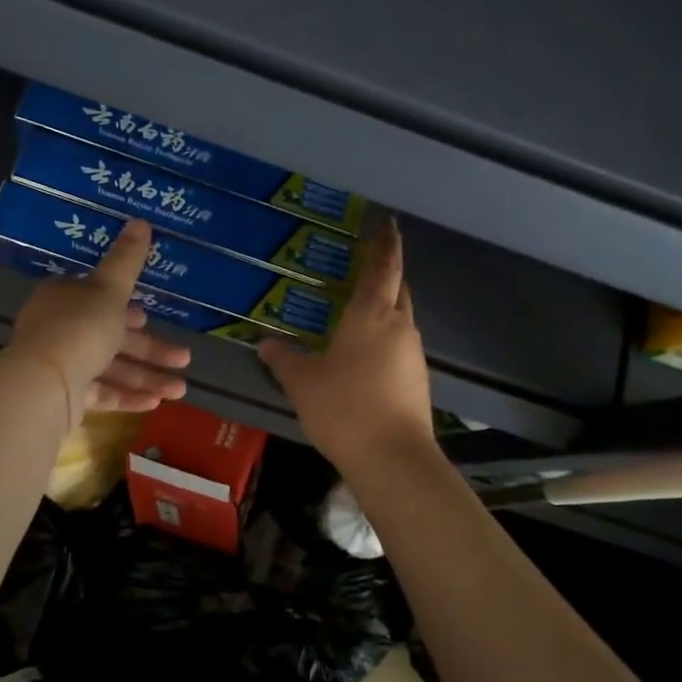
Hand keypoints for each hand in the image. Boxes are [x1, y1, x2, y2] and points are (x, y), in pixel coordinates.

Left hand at [6, 219, 190, 423]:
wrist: (42, 386)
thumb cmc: (78, 328)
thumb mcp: (109, 289)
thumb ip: (127, 259)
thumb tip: (141, 220)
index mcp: (65, 298)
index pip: (99, 299)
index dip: (128, 308)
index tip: (151, 317)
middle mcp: (60, 329)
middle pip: (112, 336)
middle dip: (151, 350)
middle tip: (184, 359)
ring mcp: (62, 365)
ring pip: (110, 368)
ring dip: (146, 378)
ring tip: (180, 390)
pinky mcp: (65, 396)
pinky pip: (101, 393)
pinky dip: (127, 396)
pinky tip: (155, 403)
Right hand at [258, 220, 434, 470]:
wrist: (392, 458)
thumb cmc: (343, 407)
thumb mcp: (302, 382)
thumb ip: (283, 359)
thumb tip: (264, 343)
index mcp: (371, 315)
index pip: (383, 267)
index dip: (385, 243)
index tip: (386, 223)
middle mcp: (399, 326)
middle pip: (399, 288)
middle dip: (387, 272)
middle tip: (367, 264)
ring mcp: (413, 354)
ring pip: (402, 317)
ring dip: (386, 307)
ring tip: (359, 311)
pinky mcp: (418, 379)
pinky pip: (401, 345)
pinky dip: (386, 338)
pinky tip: (366, 354)